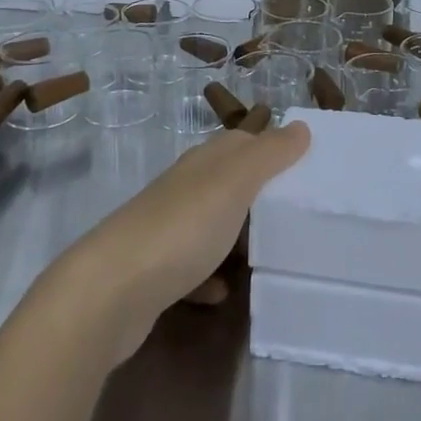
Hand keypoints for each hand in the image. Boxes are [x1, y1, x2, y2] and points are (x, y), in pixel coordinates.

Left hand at [60, 122, 310, 360]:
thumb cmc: (182, 228)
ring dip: (237, 238)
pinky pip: (194, 268)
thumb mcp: (235, 183)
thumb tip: (300, 126)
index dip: (274, 150)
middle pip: (230, 183)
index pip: (245, 142)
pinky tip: (223, 293)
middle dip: (261, 197)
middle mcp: (186, 188)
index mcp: (205, 162)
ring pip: (212, 224)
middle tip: (299, 218)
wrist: (111, 291)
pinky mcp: (156, 272)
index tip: (309, 170)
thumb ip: (269, 154)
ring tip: (270, 256)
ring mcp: (168, 229)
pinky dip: (211, 277)